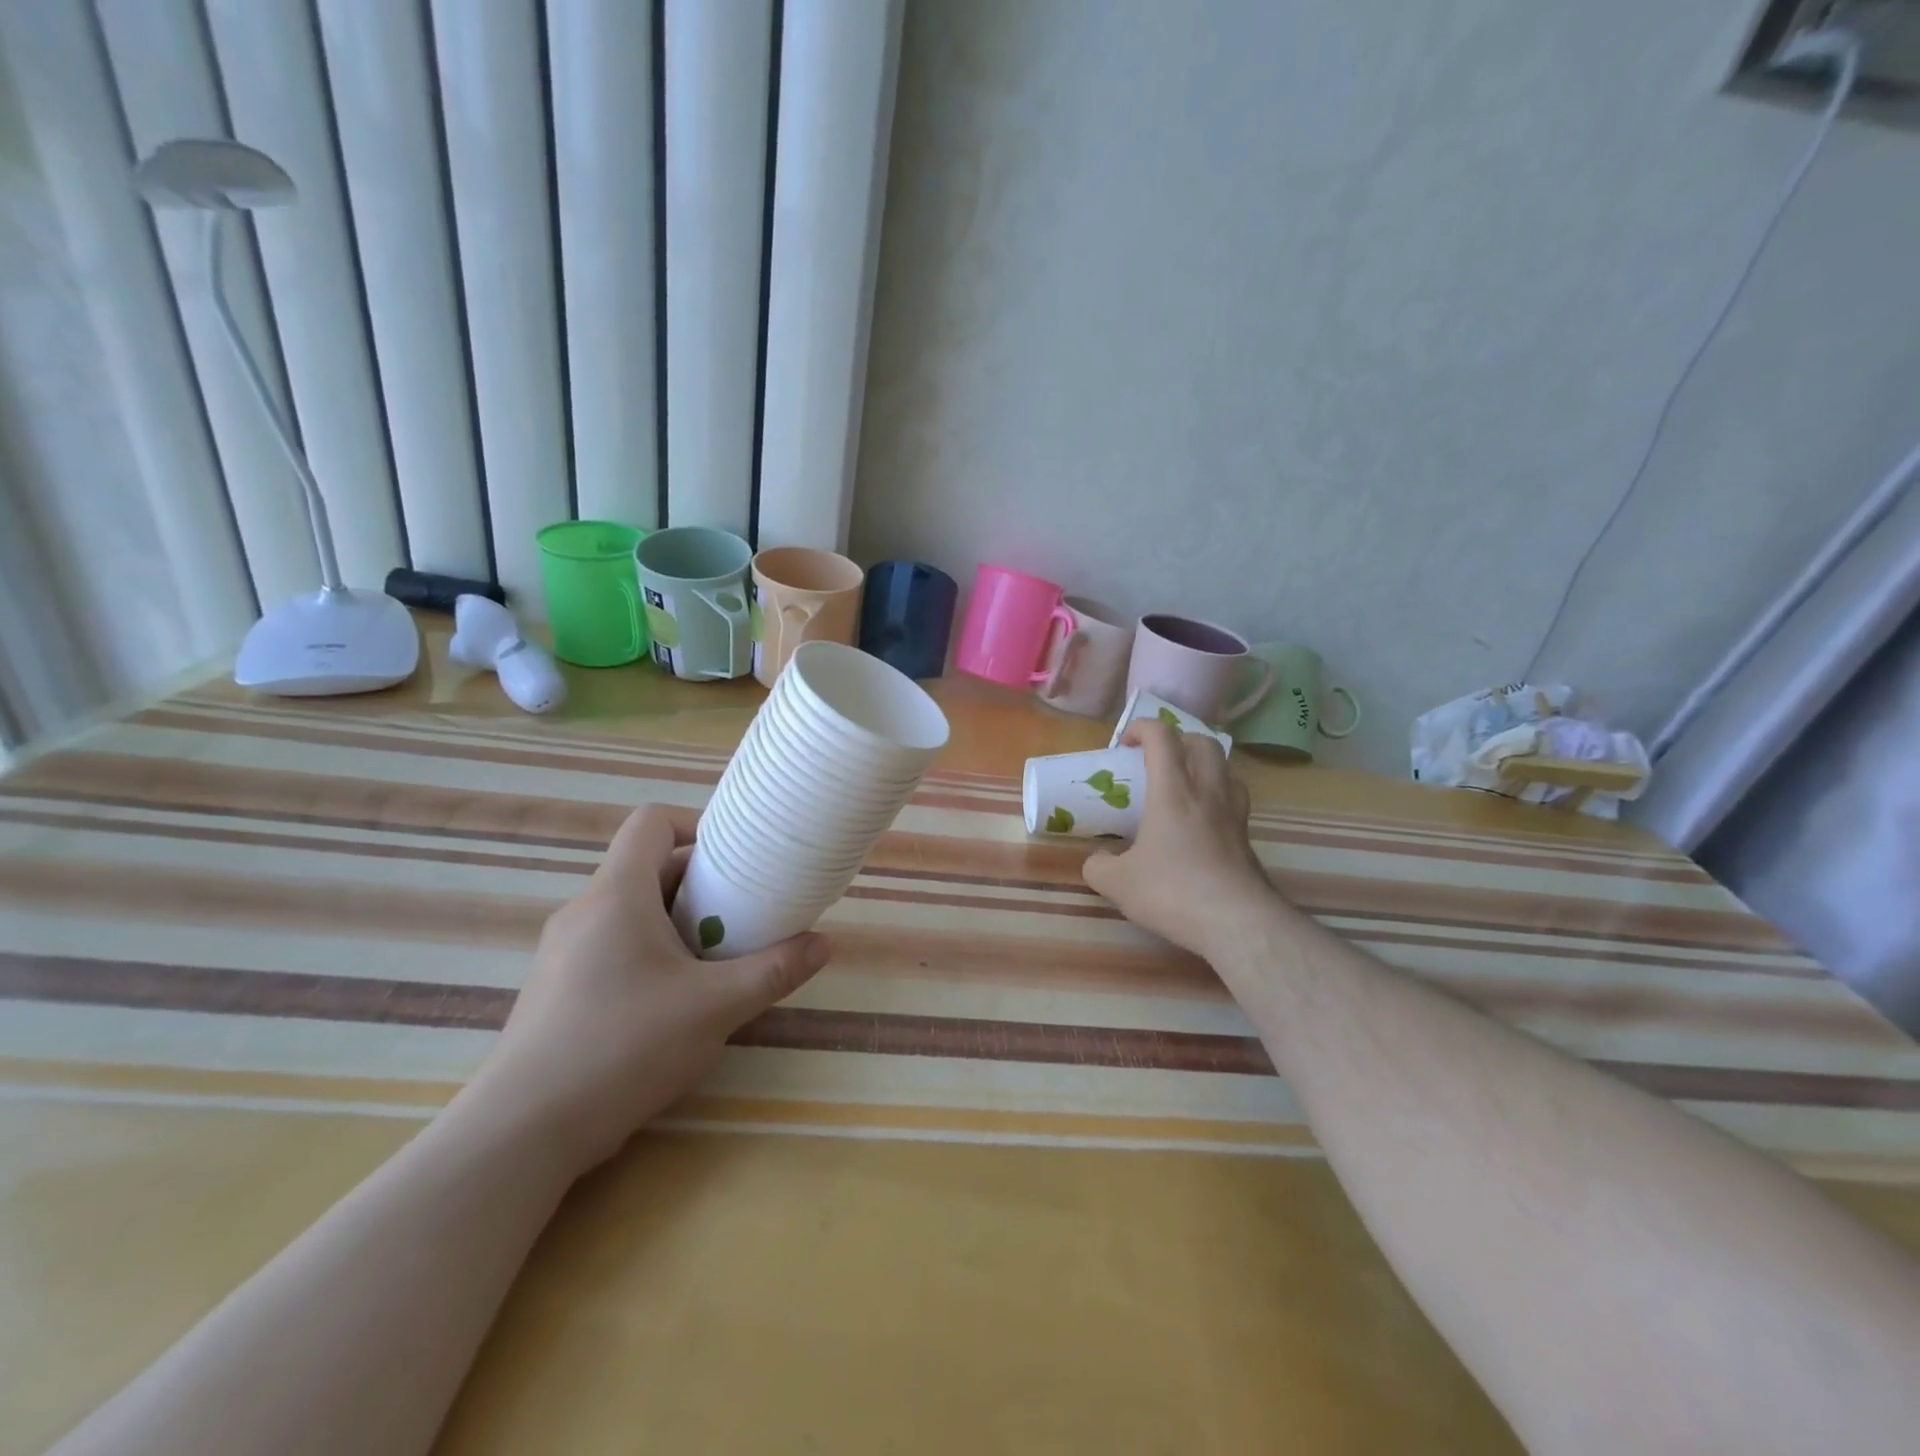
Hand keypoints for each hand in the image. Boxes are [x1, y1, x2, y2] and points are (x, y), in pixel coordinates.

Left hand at [474, 805, 830, 1172]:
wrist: (520, 1134)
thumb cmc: (623, 1048)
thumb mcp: (715, 1008)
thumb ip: (774, 971)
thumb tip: (823, 943)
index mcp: (617, 894)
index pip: (652, 822)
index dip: (697, 826)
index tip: (735, 859)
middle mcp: (585, 910)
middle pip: (648, 867)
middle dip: (701, 884)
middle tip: (741, 916)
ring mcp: (564, 951)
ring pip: (632, 911)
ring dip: (678, 922)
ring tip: (715, 961)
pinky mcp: (557, 989)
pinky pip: (612, 945)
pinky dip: (650, 953)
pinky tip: (672, 1003)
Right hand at [1081, 719, 1276, 959]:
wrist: (1237, 922)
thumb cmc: (1172, 891)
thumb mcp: (1118, 882)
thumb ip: (1099, 865)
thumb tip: (1097, 860)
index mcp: (1173, 791)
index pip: (1163, 737)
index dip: (1143, 727)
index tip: (1125, 742)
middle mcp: (1208, 793)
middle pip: (1204, 742)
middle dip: (1179, 739)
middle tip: (1158, 759)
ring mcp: (1234, 815)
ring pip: (1227, 769)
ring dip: (1205, 766)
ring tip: (1186, 785)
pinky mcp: (1248, 840)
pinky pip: (1235, 801)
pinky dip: (1218, 798)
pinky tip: (1203, 823)